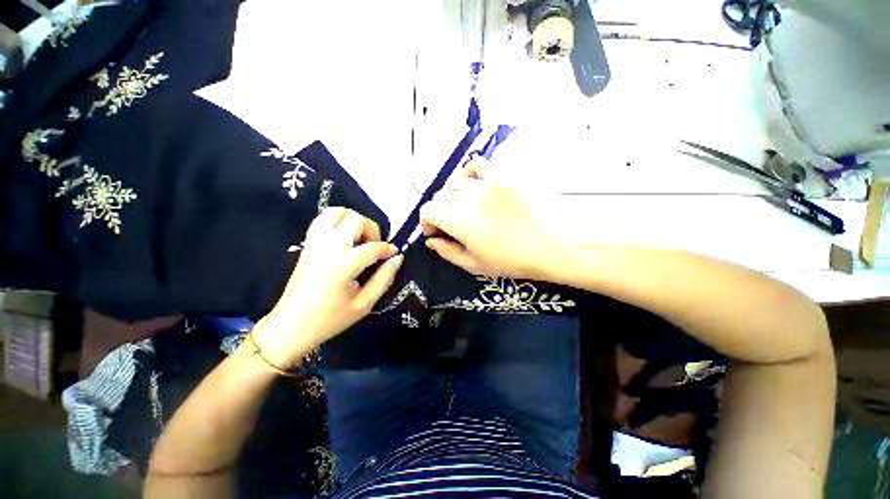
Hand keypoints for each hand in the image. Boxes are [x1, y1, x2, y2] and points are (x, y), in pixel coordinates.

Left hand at [252, 208, 402, 367]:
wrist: (291, 326)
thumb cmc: (330, 319)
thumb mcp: (364, 304)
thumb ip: (384, 278)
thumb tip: (397, 258)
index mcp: (344, 263)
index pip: (374, 247)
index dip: (388, 249)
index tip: (394, 254)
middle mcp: (329, 246)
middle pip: (355, 220)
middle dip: (371, 229)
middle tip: (374, 246)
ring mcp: (315, 243)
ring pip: (335, 213)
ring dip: (353, 219)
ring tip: (360, 236)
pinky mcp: (307, 245)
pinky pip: (322, 221)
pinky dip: (337, 221)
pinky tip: (344, 237)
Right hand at [420, 158, 559, 278]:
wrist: (552, 246)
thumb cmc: (512, 261)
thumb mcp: (474, 266)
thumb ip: (447, 252)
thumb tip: (430, 240)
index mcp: (459, 222)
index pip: (428, 210)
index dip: (427, 221)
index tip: (436, 231)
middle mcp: (468, 199)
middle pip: (441, 195)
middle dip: (440, 210)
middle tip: (451, 223)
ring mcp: (486, 185)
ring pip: (456, 182)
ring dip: (453, 195)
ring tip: (465, 206)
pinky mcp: (503, 176)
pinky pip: (478, 164)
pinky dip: (470, 172)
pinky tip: (475, 183)